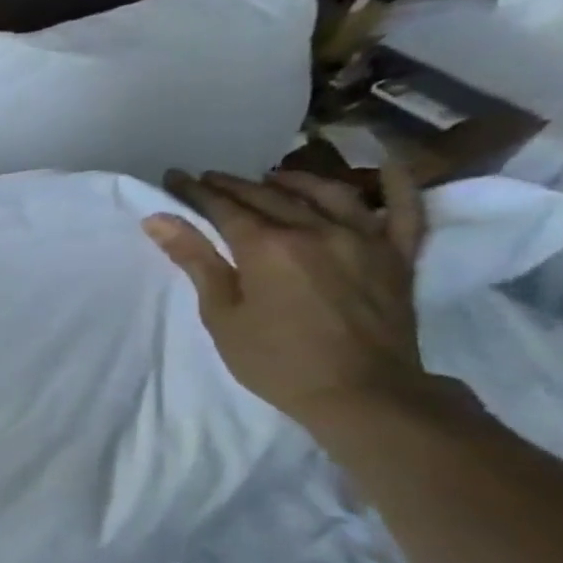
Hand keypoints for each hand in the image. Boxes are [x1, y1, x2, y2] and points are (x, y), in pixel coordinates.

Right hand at [142, 160, 432, 429]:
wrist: (360, 392)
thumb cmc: (274, 359)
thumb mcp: (221, 313)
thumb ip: (195, 260)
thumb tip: (159, 219)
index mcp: (268, 247)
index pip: (224, 208)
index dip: (196, 192)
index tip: (175, 177)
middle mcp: (317, 231)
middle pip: (269, 197)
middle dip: (234, 185)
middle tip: (208, 178)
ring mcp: (364, 239)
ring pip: (329, 193)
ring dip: (295, 180)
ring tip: (271, 177)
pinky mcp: (398, 256)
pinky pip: (404, 210)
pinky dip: (396, 185)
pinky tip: (384, 169)